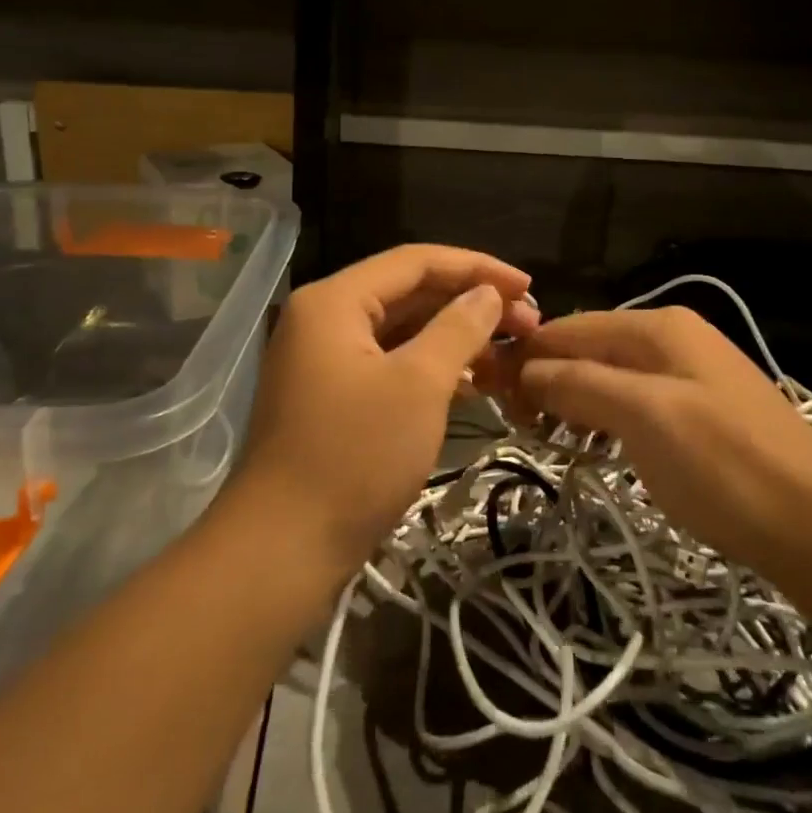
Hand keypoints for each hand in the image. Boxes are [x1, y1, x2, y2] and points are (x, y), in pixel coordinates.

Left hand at [232, 245, 539, 574]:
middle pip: (410, 293)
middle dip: (470, 304)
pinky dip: (432, 369)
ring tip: (510, 355)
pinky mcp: (334, 397)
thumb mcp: (418, 385)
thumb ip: (458, 328)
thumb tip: (488, 294)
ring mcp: (326, 360)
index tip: (528, 286)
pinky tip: (474, 384)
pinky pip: (391, 365)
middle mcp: (325, 319)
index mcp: (335, 300)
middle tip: (528, 324)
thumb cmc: (354, 456)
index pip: (416, 261)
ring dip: (456, 338)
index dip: (477, 267)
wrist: (282, 551)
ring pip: (403, 331)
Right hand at [502, 307, 811, 575]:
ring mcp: (691, 374)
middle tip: (522, 427)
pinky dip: (607, 419)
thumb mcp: (642, 416)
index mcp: (658, 326)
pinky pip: (637, 402)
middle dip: (550, 380)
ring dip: (575, 401)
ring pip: (612, 376)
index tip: (491, 396)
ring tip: (552, 440)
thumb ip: (579, 383)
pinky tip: (596, 445)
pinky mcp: (702, 411)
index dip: (528, 356)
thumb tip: (525, 369)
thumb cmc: (723, 464)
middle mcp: (673, 338)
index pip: (571, 328)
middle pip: (591, 348)